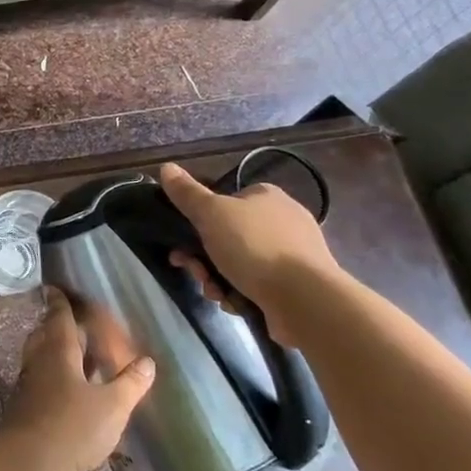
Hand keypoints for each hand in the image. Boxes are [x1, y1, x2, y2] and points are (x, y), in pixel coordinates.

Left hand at [0, 286, 154, 470]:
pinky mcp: (26, 409)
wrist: (27, 463)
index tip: (55, 287)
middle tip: (69, 319)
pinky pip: (41, 381)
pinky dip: (54, 377)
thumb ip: (130, 384)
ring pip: (41, 358)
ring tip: (75, 353)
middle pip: (45, 334)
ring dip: (55, 351)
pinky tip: (70, 391)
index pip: (58, 316)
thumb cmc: (71, 426)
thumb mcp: (112, 406)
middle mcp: (40, 361)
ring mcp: (30, 385)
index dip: (59, 301)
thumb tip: (147, 362)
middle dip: (55, 324)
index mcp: (58, 350)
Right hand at [157, 162, 342, 342]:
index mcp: (266, 196)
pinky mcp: (296, 284)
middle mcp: (282, 220)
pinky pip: (256, 285)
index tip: (183, 241)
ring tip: (217, 294)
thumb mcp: (211, 214)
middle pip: (226, 236)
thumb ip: (187, 193)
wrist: (304, 298)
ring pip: (238, 263)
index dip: (199, 221)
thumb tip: (166, 167)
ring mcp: (292, 254)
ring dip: (218, 279)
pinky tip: (236, 303)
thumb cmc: (254, 247)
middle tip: (196, 273)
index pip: (225, 201)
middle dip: (204, 258)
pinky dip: (241, 294)